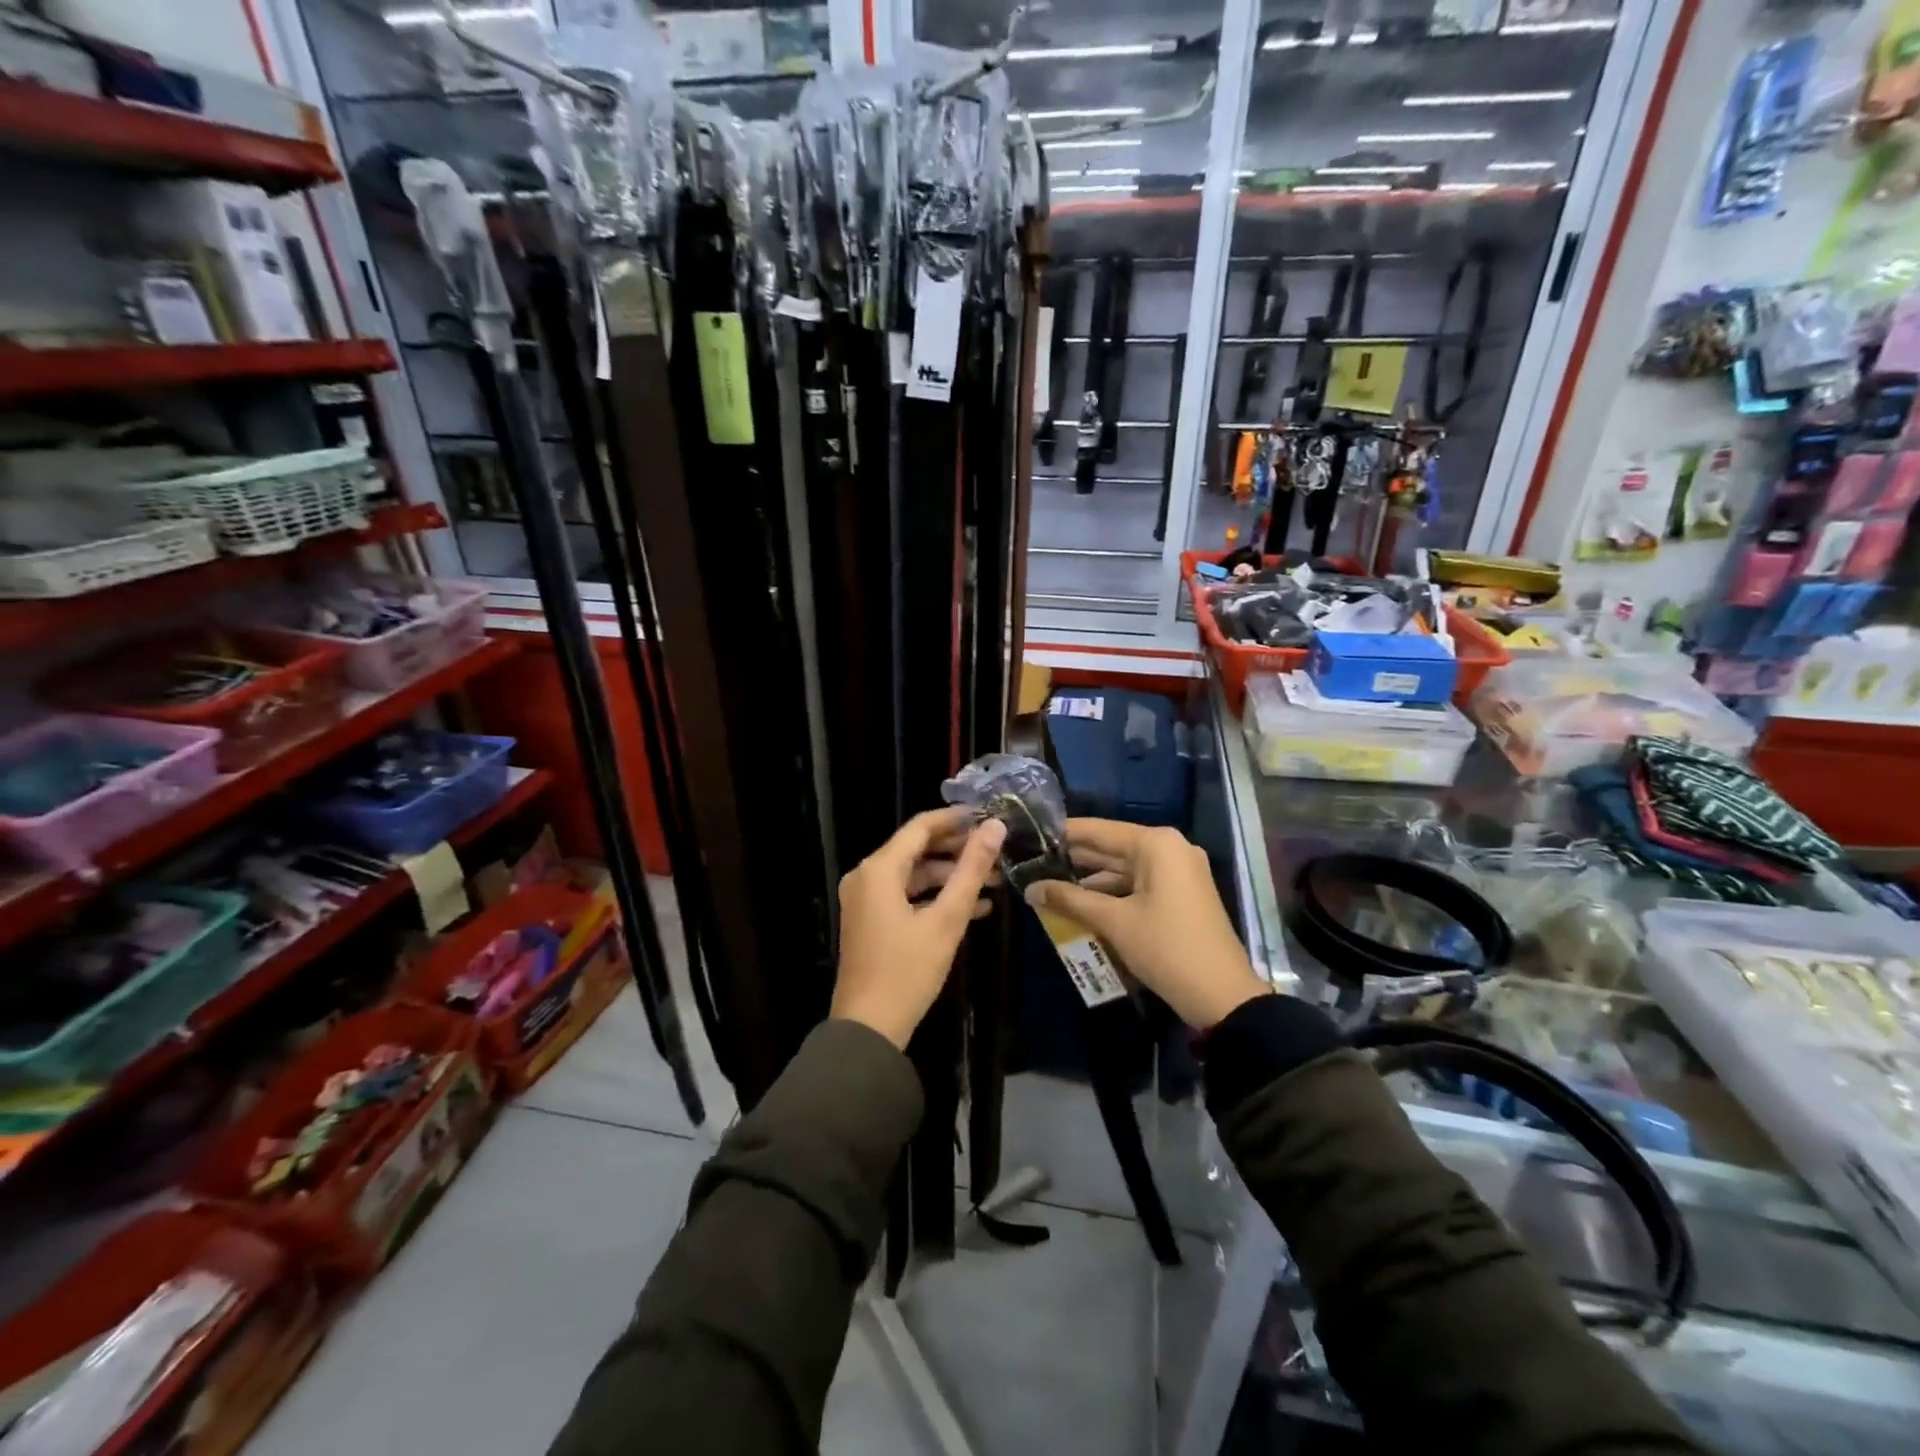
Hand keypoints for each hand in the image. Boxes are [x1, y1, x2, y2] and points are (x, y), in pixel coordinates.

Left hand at [832, 808, 1005, 1049]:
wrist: (869, 1027)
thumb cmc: (908, 970)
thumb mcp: (946, 919)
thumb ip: (971, 870)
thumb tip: (994, 827)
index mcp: (879, 869)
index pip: (921, 827)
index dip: (956, 819)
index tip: (989, 817)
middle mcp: (867, 876)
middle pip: (917, 849)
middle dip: (958, 850)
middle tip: (996, 851)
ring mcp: (865, 900)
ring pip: (914, 874)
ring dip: (951, 876)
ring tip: (993, 882)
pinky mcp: (871, 920)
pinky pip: (906, 895)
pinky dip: (935, 897)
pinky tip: (973, 908)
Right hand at [1025, 819, 1268, 1029]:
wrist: (1222, 996)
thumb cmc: (1166, 948)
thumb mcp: (1114, 923)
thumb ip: (1069, 900)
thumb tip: (1030, 889)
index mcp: (1156, 844)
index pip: (1098, 830)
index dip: (1063, 834)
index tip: (1030, 835)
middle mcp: (1169, 849)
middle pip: (1111, 847)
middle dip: (1074, 859)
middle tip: (1032, 863)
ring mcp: (1178, 872)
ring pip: (1123, 869)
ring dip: (1090, 880)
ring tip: (1048, 885)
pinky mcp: (1180, 894)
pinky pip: (1138, 885)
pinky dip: (1112, 894)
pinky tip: (1080, 905)